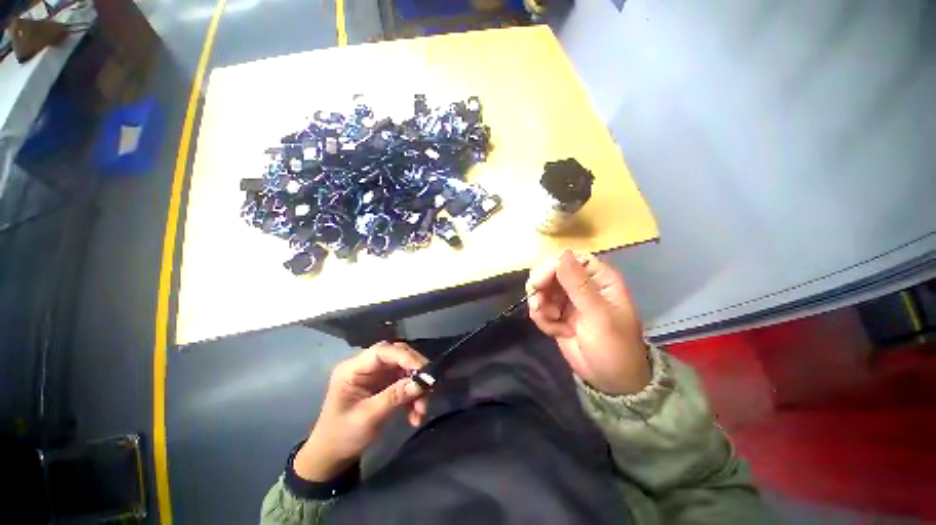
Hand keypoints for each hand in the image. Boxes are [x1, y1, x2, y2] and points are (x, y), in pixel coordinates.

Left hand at [293, 342, 428, 481]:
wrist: (332, 457)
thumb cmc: (342, 436)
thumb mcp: (368, 418)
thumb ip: (395, 397)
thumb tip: (422, 382)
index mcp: (353, 369)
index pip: (382, 351)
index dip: (405, 357)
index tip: (425, 371)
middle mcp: (366, 366)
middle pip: (397, 357)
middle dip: (415, 372)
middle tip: (429, 387)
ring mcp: (376, 375)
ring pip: (404, 370)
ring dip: (416, 388)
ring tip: (422, 410)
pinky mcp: (384, 385)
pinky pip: (405, 383)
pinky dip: (413, 397)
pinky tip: (415, 415)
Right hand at [526, 250, 649, 394]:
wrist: (610, 381)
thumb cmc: (614, 347)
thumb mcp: (598, 316)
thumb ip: (579, 285)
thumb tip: (563, 252)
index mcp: (598, 278)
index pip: (569, 258)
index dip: (551, 267)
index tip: (538, 284)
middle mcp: (581, 283)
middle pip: (549, 270)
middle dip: (540, 288)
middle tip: (540, 306)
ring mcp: (567, 298)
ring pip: (540, 288)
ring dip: (539, 305)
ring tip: (551, 322)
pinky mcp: (556, 312)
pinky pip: (538, 306)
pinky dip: (541, 318)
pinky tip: (554, 331)